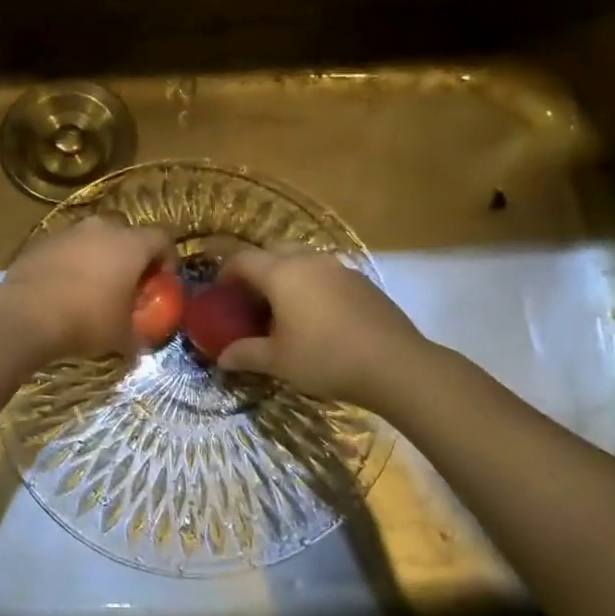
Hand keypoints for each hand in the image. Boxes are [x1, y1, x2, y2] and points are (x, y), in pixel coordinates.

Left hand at [0, 217, 176, 360]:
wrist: (25, 314)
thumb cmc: (85, 321)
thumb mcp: (120, 337)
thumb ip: (136, 337)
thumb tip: (139, 348)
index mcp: (130, 244)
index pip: (163, 239)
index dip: (168, 259)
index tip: (163, 281)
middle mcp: (101, 229)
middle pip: (126, 231)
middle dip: (130, 252)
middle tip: (127, 280)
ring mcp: (68, 231)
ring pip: (92, 236)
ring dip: (97, 254)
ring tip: (93, 284)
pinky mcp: (40, 241)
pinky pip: (64, 247)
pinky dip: (69, 261)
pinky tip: (63, 286)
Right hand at [216, 244, 427, 407]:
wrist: (395, 364)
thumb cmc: (325, 358)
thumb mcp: (278, 361)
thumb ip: (246, 354)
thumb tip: (222, 359)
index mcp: (282, 273)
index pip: (243, 259)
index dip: (226, 272)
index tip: (220, 292)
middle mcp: (310, 261)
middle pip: (274, 251)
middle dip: (257, 269)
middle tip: (250, 299)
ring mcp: (340, 268)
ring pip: (303, 260)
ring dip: (287, 276)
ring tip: (284, 309)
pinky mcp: (363, 282)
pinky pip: (326, 275)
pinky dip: (312, 286)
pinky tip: (318, 318)